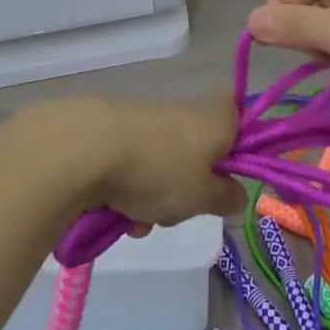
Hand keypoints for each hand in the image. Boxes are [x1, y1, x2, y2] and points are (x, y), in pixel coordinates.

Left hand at [11, 94, 245, 227]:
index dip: (239, 150)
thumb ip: (227, 197)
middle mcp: (187, 109)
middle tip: (182, 209)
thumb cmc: (160, 170)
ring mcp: (150, 118)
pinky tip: (117, 212)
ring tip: (141, 220)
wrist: (88, 148)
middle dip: (189, 187)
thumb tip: (237, 193)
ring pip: (166, 164)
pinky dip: (130, 189)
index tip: (228, 181)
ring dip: (157, 196)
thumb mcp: (204, 197)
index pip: (241, 119)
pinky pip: (136, 166)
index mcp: (217, 116)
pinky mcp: (118, 130)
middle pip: (200, 150)